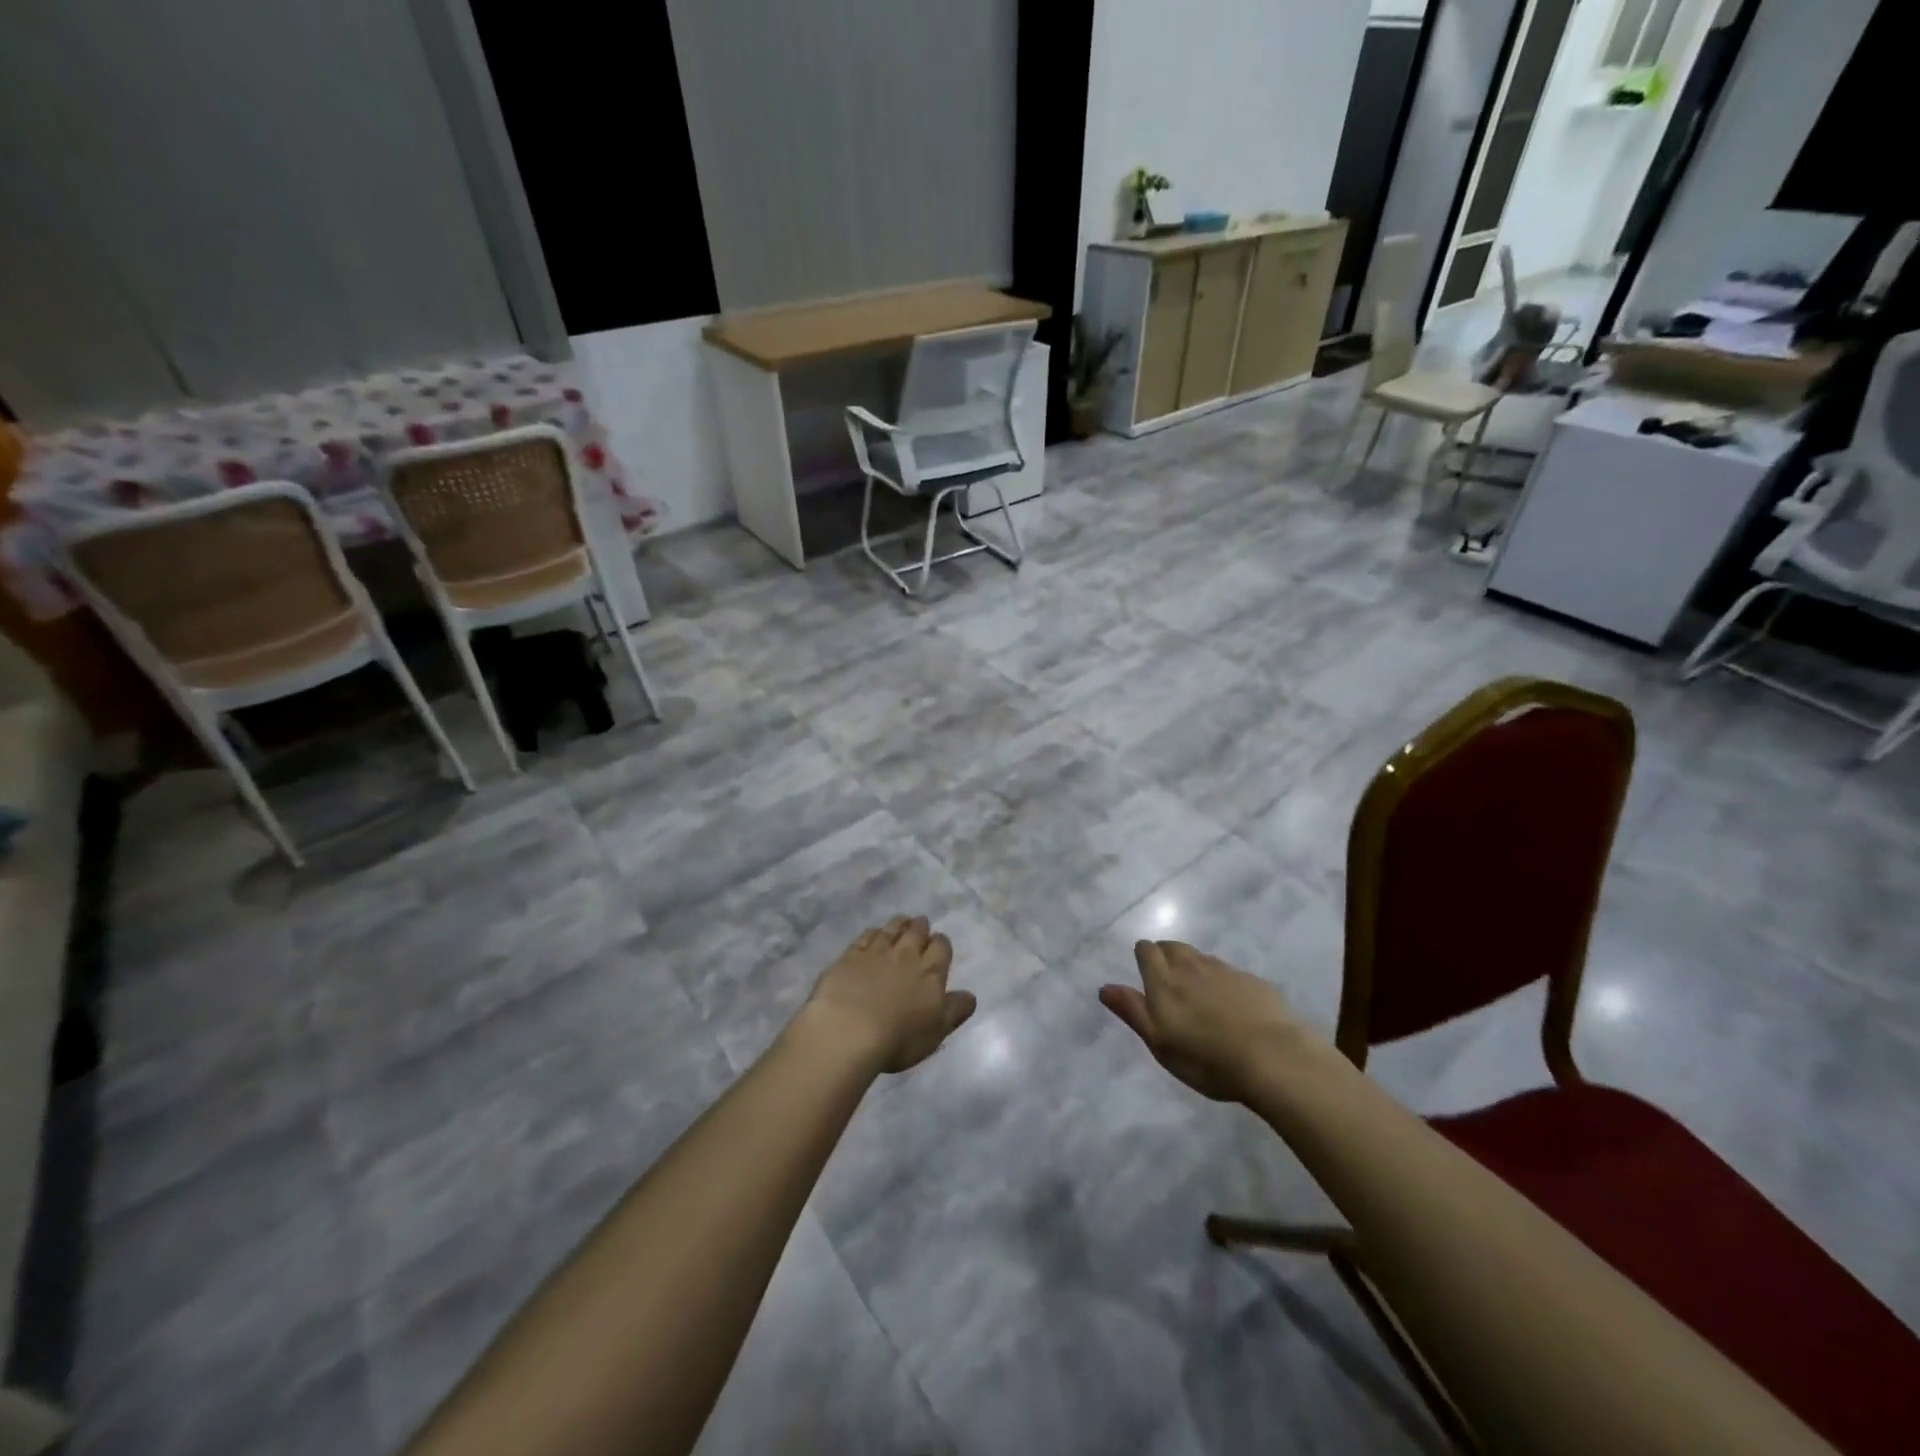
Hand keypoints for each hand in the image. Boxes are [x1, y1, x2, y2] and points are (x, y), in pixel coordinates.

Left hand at [803, 916, 976, 1074]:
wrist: (849, 1030)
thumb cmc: (899, 1038)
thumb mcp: (937, 1031)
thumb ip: (955, 1010)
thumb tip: (970, 996)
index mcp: (931, 972)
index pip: (941, 947)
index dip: (941, 944)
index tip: (939, 944)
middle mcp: (906, 955)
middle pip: (917, 931)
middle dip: (921, 927)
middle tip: (920, 925)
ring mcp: (877, 952)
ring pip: (892, 928)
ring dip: (899, 923)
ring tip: (902, 922)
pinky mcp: (851, 955)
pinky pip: (866, 935)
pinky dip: (873, 932)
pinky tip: (873, 933)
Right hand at [1099, 940, 1312, 1102]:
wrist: (1272, 1057)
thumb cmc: (1206, 1058)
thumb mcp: (1159, 1043)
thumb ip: (1132, 1011)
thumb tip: (1105, 987)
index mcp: (1164, 981)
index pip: (1147, 950)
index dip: (1144, 955)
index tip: (1144, 968)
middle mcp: (1191, 967)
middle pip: (1173, 947)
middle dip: (1166, 954)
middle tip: (1167, 976)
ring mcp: (1224, 971)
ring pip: (1200, 957)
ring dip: (1193, 965)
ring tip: (1196, 988)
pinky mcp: (1252, 981)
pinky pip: (1228, 972)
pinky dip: (1221, 980)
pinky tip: (1229, 1002)